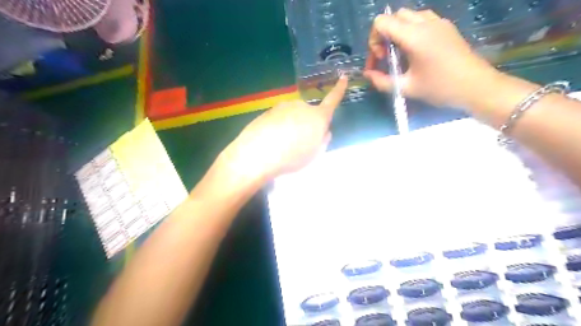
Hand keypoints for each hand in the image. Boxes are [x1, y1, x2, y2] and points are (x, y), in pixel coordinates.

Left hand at [217, 76, 343, 183]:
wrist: (258, 154)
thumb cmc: (292, 157)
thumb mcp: (315, 154)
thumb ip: (323, 139)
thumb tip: (324, 131)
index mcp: (317, 117)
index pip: (332, 100)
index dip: (339, 89)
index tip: (343, 76)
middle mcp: (301, 106)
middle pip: (308, 113)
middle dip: (307, 123)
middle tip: (299, 142)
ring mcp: (283, 106)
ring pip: (292, 115)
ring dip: (291, 125)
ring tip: (282, 144)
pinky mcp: (268, 111)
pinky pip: (278, 118)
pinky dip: (278, 127)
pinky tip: (271, 141)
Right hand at [367, 8, 499, 107]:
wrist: (477, 87)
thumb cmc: (440, 88)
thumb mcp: (406, 88)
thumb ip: (382, 81)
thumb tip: (367, 75)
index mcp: (414, 36)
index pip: (382, 22)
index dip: (374, 40)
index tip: (381, 59)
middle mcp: (425, 22)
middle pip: (394, 17)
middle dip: (384, 36)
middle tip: (387, 57)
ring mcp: (438, 22)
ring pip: (409, 16)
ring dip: (398, 32)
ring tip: (401, 54)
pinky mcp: (446, 27)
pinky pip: (422, 20)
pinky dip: (411, 31)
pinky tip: (415, 51)